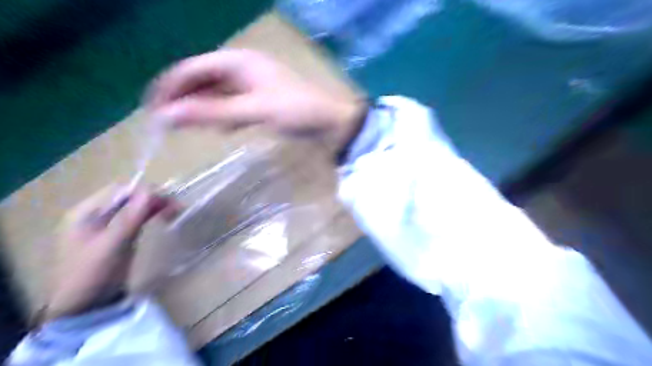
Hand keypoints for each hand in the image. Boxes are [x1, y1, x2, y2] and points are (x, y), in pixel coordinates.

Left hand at [42, 186, 170, 320]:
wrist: (85, 306)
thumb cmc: (93, 273)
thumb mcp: (113, 243)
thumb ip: (131, 216)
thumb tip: (150, 189)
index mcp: (85, 213)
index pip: (119, 190)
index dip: (144, 191)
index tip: (167, 199)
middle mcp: (95, 214)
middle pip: (128, 198)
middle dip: (153, 199)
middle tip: (177, 206)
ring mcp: (107, 225)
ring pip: (136, 207)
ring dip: (156, 206)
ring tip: (177, 210)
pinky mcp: (119, 235)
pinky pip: (137, 218)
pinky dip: (152, 215)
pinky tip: (166, 216)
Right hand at [145, 47, 365, 152]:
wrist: (332, 123)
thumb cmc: (296, 112)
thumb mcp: (254, 111)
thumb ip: (212, 113)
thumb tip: (167, 116)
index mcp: (239, 61)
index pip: (192, 69)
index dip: (170, 87)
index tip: (152, 110)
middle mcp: (243, 67)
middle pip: (203, 80)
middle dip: (184, 99)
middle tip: (166, 122)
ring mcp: (253, 84)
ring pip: (217, 93)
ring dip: (202, 108)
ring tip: (187, 126)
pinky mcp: (261, 100)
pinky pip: (233, 104)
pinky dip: (223, 116)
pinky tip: (222, 129)